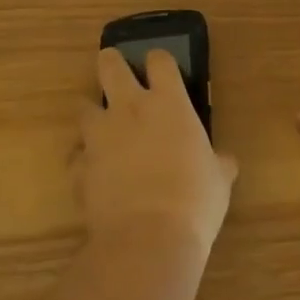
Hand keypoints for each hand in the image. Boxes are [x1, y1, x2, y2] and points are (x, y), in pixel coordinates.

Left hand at [77, 48, 237, 256]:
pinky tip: (95, 172)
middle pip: (110, 66)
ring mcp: (99, 137)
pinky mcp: (78, 168)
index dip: (159, 61)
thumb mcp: (220, 178)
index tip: (162, 68)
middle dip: (111, 63)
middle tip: (116, 70)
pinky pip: (76, 155)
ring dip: (93, 113)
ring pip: (84, 107)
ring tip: (103, 127)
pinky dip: (84, 160)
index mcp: (169, 103)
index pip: (160, 61)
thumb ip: (218, 162)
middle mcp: (129, 109)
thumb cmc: (195, 199)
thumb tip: (224, 162)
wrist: (148, 239)